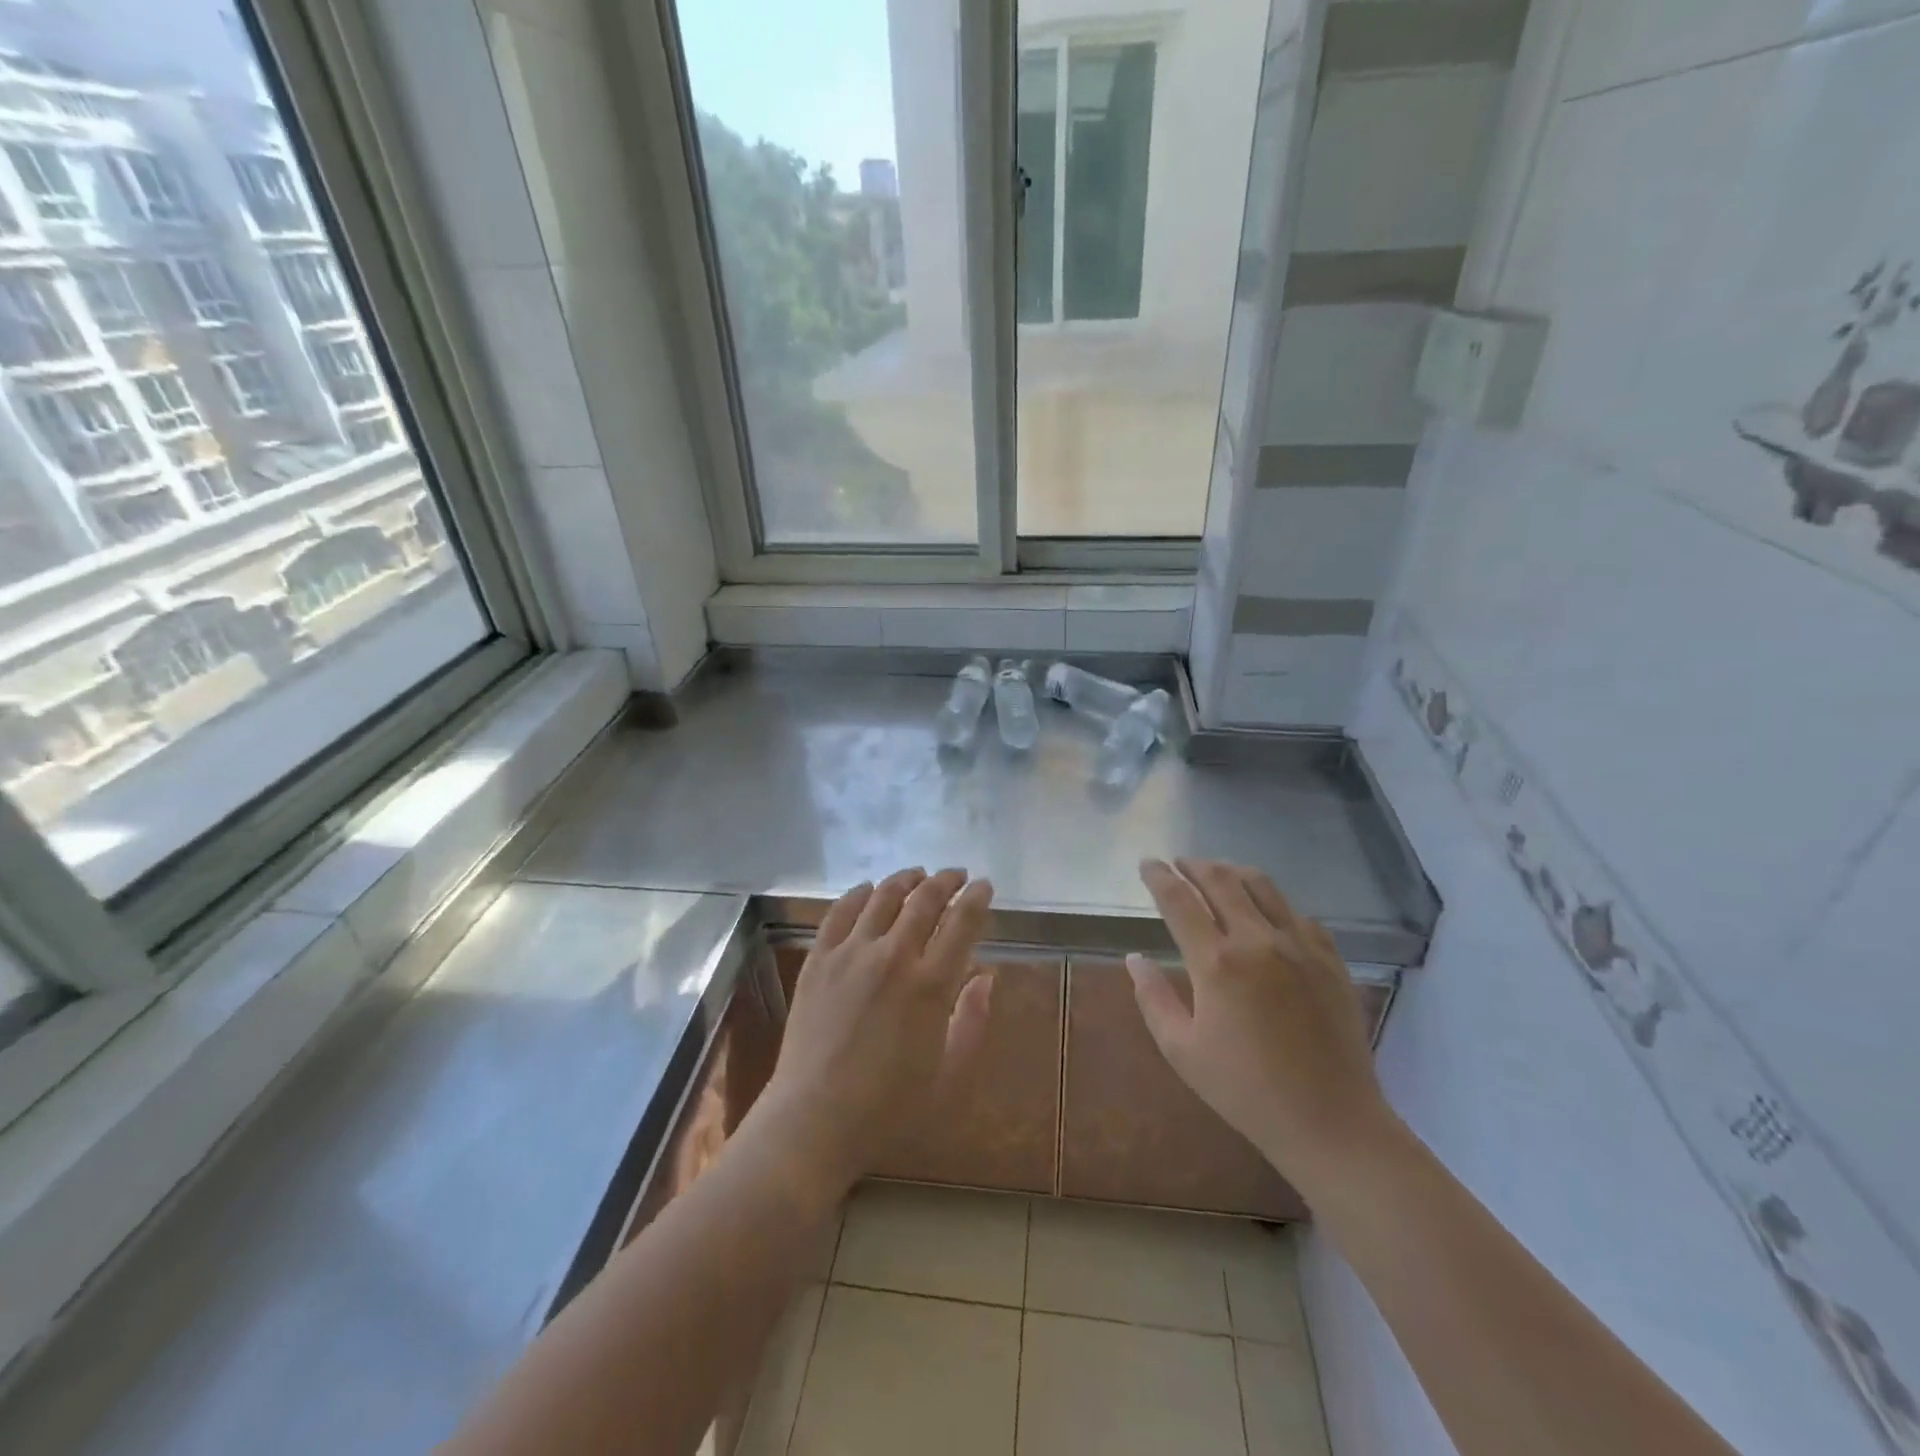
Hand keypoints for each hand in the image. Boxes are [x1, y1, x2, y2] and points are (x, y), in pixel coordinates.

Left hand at [752, 868, 994, 1199]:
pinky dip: (858, 894)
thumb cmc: (889, 1108)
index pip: (962, 923)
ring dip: (905, 880)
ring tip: (918, 875)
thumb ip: (973, 1021)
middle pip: (924, 900)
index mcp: (931, 985)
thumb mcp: (950, 1076)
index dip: (976, 898)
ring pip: (883, 898)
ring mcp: (850, 954)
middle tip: (957, 875)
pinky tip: (868, 890)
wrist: (814, 1121)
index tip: (984, 886)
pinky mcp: (818, 960)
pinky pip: (840, 912)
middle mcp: (893, 957)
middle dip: (946, 881)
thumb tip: (986, 976)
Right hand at [1129, 858, 1396, 1195]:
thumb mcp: (1181, 1050)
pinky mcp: (1330, 960)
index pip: (1179, 900)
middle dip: (1195, 865)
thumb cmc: (1245, 1090)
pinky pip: (1299, 914)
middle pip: (1222, 881)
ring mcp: (1300, 946)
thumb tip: (1134, 958)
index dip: (1159, 876)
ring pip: (1264, 887)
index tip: (1147, 863)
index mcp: (1216, 962)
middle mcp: (1257, 940)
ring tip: (1219, 872)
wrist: (1330, 1121)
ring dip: (1234, 872)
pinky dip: (1275, 903)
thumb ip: (1153, 998)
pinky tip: (1268, 913)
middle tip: (1179, 862)